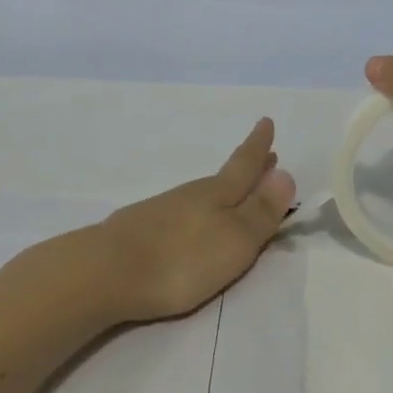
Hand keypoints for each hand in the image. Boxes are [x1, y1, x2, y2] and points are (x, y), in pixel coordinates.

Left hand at [88, 119, 296, 322]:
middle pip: (225, 178)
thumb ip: (260, 211)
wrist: (107, 271)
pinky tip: (193, 221)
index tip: (266, 121)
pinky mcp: (143, 231)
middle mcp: (191, 196)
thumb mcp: (233, 239)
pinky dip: (199, 210)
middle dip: (247, 167)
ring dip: (224, 190)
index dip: (258, 147)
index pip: (244, 165)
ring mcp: (163, 211)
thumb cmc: (181, 259)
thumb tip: (285, 172)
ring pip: (202, 195)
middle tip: (264, 154)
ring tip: (236, 189)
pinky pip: (183, 212)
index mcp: (216, 195)